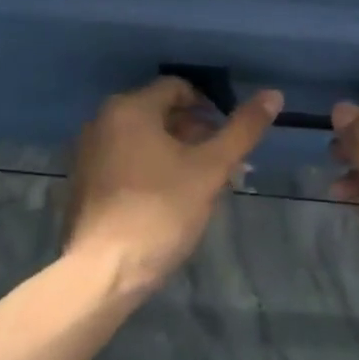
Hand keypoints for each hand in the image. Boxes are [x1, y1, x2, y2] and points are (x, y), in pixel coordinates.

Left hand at [64, 76, 281, 298]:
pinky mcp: (85, 182)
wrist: (103, 272)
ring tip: (202, 182)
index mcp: (129, 108)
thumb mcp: (209, 169)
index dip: (209, 106)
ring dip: (176, 151)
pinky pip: (125, 160)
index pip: (177, 87)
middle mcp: (102, 121)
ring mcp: (88, 153)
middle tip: (222, 162)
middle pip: (159, 112)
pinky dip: (151, 168)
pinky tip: (170, 198)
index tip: (228, 134)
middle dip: (195, 131)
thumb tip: (273, 94)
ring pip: (143, 139)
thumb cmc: (159, 211)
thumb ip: (242, 130)